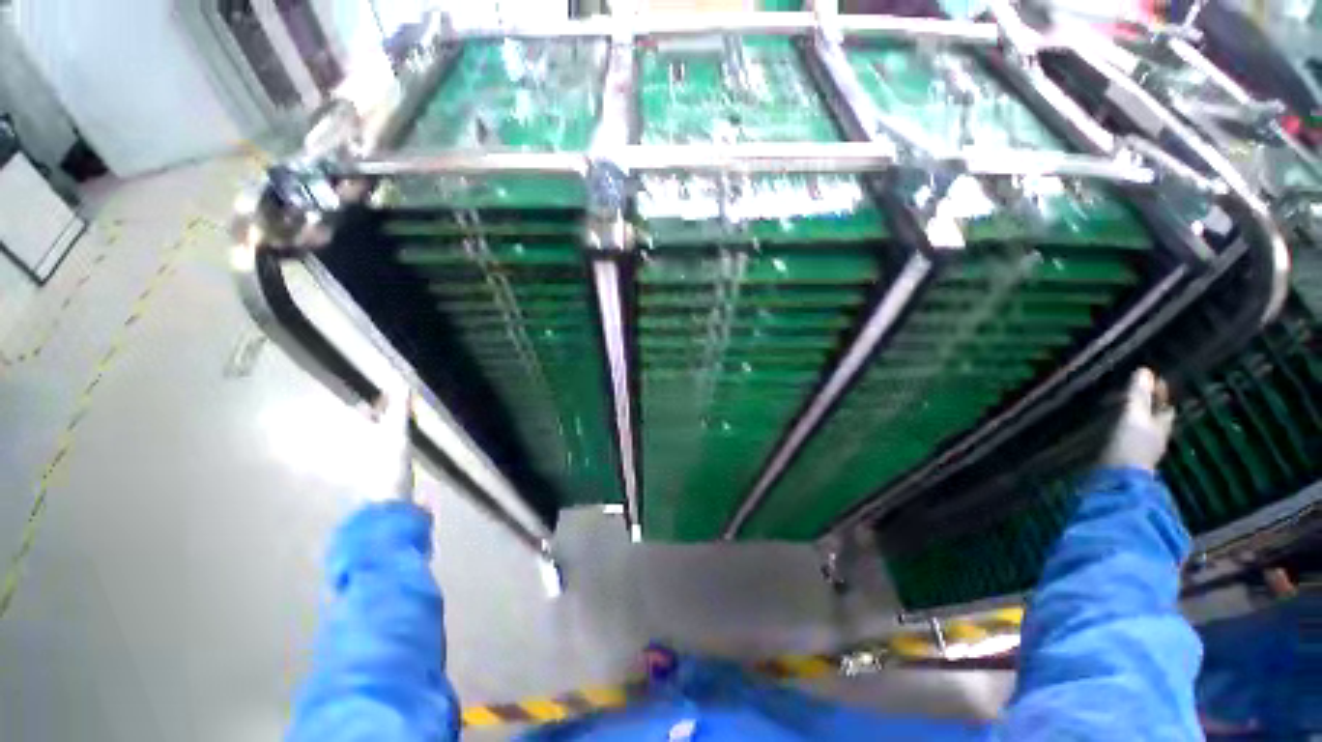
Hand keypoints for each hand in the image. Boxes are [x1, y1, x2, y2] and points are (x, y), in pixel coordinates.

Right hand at [1099, 367, 1175, 471]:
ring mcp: (1140, 449)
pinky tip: (1113, 427)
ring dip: (1135, 418)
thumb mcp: (1133, 416)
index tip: (1152, 379)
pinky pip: (1127, 436)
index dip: (1161, 393)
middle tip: (1137, 392)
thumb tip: (1144, 370)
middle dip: (1149, 406)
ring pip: (1141, 428)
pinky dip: (1123, 428)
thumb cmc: (1130, 444)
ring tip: (1122, 408)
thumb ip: (1138, 395)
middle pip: (1155, 418)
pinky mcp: (1125, 457)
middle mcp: (1155, 437)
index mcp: (1162, 426)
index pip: (1165, 406)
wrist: (1117, 479)